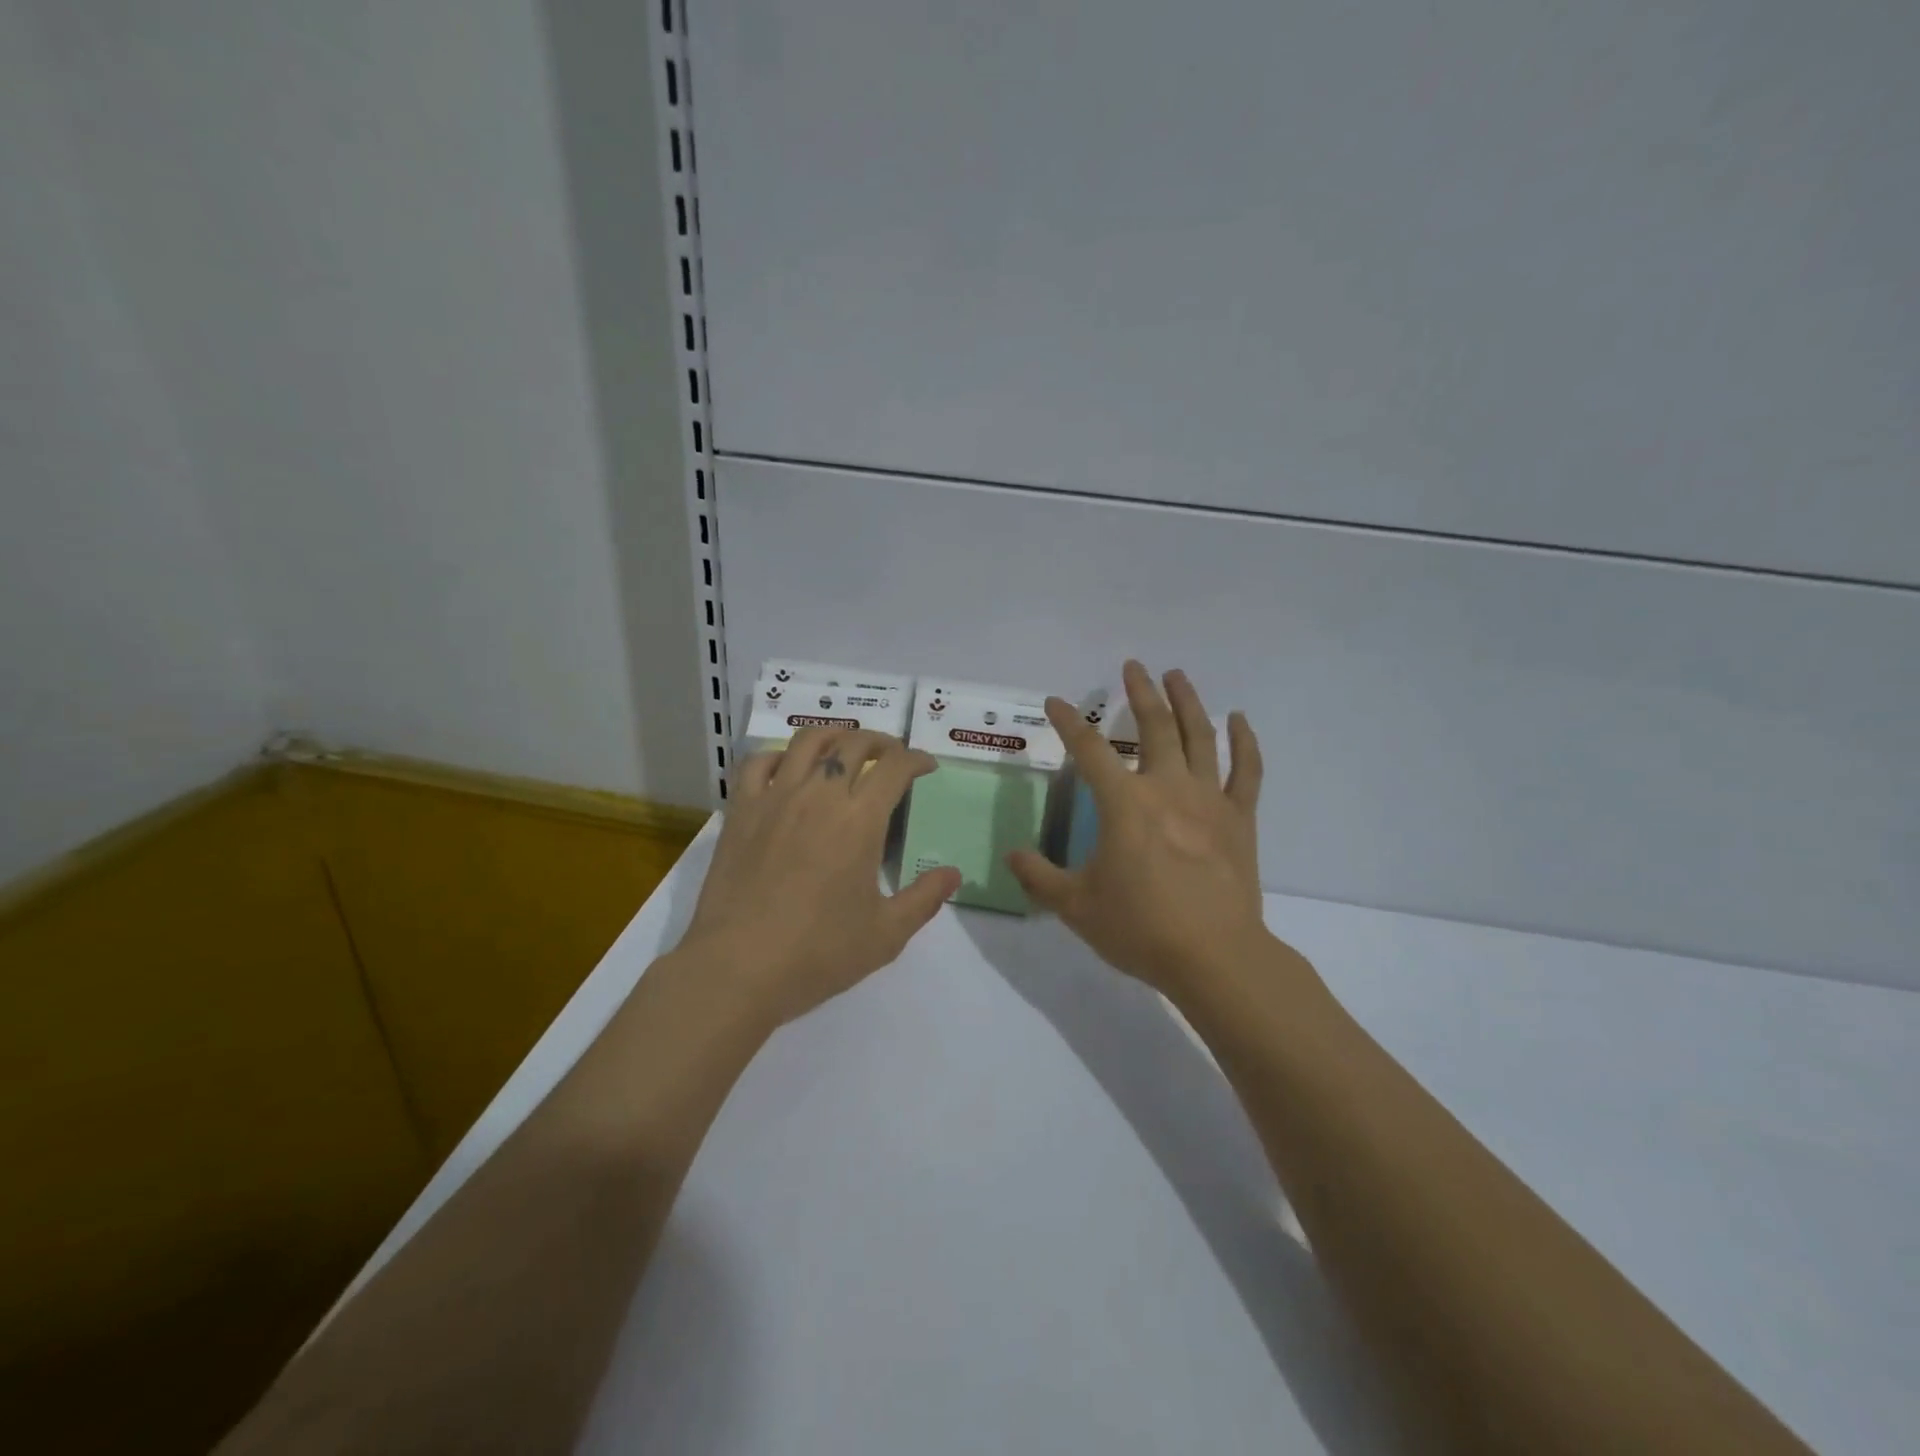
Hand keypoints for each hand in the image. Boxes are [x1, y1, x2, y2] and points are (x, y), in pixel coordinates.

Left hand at [680, 728, 962, 1025]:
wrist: (737, 968)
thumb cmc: (818, 953)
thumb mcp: (886, 935)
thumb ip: (925, 899)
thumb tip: (953, 873)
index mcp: (860, 821)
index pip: (894, 767)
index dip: (916, 759)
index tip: (926, 766)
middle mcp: (819, 796)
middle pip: (853, 744)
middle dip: (881, 741)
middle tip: (891, 755)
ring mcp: (775, 799)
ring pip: (807, 742)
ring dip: (834, 735)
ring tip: (845, 746)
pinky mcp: (740, 811)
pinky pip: (758, 763)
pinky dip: (779, 755)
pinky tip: (787, 768)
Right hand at [1008, 661, 1276, 997]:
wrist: (1215, 957)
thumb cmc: (1141, 928)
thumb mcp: (1076, 906)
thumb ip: (1039, 877)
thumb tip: (1011, 856)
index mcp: (1125, 804)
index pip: (1088, 750)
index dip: (1069, 722)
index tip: (1056, 702)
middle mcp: (1167, 788)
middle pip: (1154, 727)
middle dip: (1140, 693)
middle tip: (1133, 667)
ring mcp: (1209, 800)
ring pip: (1200, 737)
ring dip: (1187, 702)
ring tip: (1177, 675)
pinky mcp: (1239, 819)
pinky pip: (1246, 771)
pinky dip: (1245, 742)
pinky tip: (1240, 720)